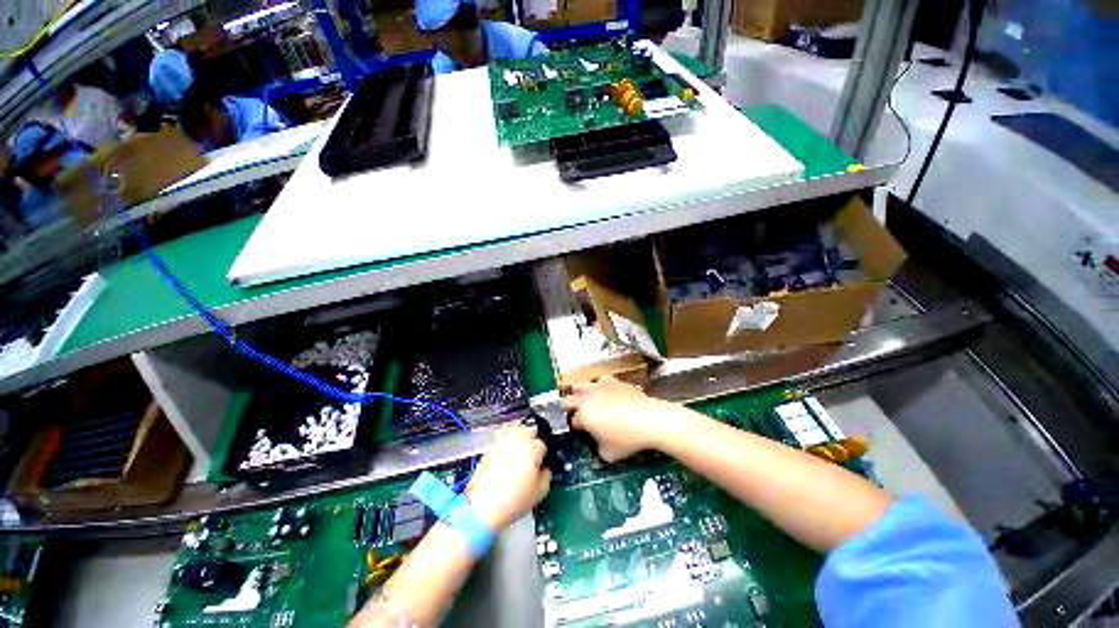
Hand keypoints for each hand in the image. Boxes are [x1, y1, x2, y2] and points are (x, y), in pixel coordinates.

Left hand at [466, 424, 551, 528]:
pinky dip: (507, 447)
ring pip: (515, 432)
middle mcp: (517, 439)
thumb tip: (544, 470)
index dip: (544, 456)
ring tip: (520, 456)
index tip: (542, 465)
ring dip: (520, 440)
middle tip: (533, 456)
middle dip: (533, 440)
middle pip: (530, 430)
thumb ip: (547, 474)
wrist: (482, 508)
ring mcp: (501, 442)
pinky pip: (503, 441)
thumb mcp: (540, 491)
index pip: (544, 444)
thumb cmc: (512, 500)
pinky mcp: (489, 448)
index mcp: (532, 446)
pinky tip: (507, 461)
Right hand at [564, 376, 683, 461]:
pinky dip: (600, 387)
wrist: (650, 419)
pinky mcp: (614, 381)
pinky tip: (608, 394)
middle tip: (577, 416)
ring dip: (580, 393)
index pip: (571, 421)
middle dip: (570, 408)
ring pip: (581, 385)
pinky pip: (601, 381)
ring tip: (588, 401)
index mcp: (583, 415)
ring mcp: (600, 386)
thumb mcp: (608, 454)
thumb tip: (598, 445)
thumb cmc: (627, 439)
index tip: (581, 433)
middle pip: (569, 399)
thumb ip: (597, 448)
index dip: (575, 428)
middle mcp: (587, 397)